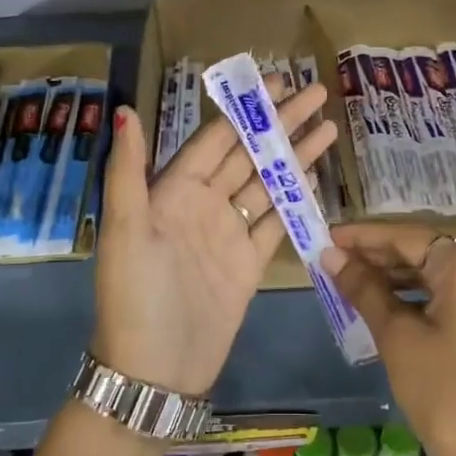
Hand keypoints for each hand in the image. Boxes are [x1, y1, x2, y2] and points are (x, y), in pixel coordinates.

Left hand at [94, 79, 336, 398]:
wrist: (155, 372)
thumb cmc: (136, 296)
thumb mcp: (126, 230)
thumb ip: (128, 170)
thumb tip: (127, 109)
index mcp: (173, 190)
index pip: (216, 138)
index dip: (246, 111)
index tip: (278, 83)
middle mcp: (203, 204)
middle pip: (248, 154)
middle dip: (281, 124)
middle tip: (317, 93)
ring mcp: (228, 234)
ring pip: (267, 184)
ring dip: (295, 156)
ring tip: (329, 128)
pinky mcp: (249, 264)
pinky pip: (276, 223)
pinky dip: (295, 200)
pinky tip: (316, 178)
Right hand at [321, 224, 455, 455]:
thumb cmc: (439, 388)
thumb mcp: (395, 334)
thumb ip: (363, 287)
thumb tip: (330, 255)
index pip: (409, 237)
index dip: (366, 236)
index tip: (329, 235)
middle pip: (423, 251)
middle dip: (377, 254)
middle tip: (333, 257)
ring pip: (432, 273)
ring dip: (392, 275)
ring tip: (348, 277)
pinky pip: (444, 295)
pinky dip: (412, 295)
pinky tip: (379, 302)